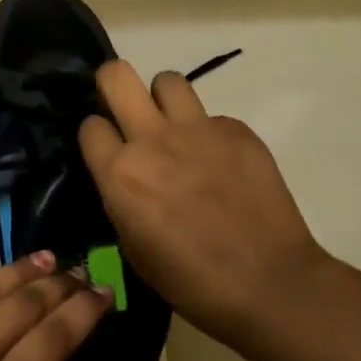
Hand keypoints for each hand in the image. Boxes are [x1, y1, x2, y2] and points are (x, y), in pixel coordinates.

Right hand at [78, 61, 327, 336]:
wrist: (271, 285)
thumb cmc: (192, 282)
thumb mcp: (133, 247)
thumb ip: (120, 198)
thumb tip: (124, 177)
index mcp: (120, 173)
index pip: (90, 125)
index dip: (97, 136)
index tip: (107, 149)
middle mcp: (152, 139)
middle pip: (116, 75)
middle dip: (113, 85)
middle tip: (125, 110)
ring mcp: (197, 130)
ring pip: (168, 81)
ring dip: (164, 101)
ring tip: (176, 129)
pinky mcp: (237, 131)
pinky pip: (213, 117)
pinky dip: (211, 135)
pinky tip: (223, 165)